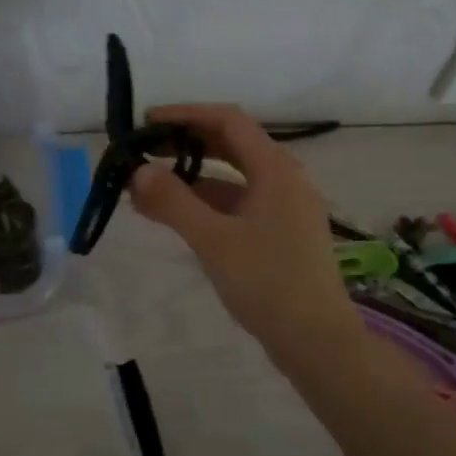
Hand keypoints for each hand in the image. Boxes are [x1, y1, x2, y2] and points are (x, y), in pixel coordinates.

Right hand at [128, 104, 362, 368]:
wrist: (316, 341)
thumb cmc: (267, 283)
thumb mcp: (214, 240)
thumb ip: (174, 202)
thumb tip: (138, 171)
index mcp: (276, 170)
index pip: (229, 121)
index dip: (187, 115)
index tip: (148, 122)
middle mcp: (285, 180)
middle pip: (232, 146)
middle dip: (187, 145)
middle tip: (145, 152)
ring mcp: (285, 208)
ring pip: (233, 179)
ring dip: (193, 178)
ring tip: (149, 189)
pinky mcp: (281, 234)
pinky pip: (239, 204)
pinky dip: (208, 204)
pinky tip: (178, 217)